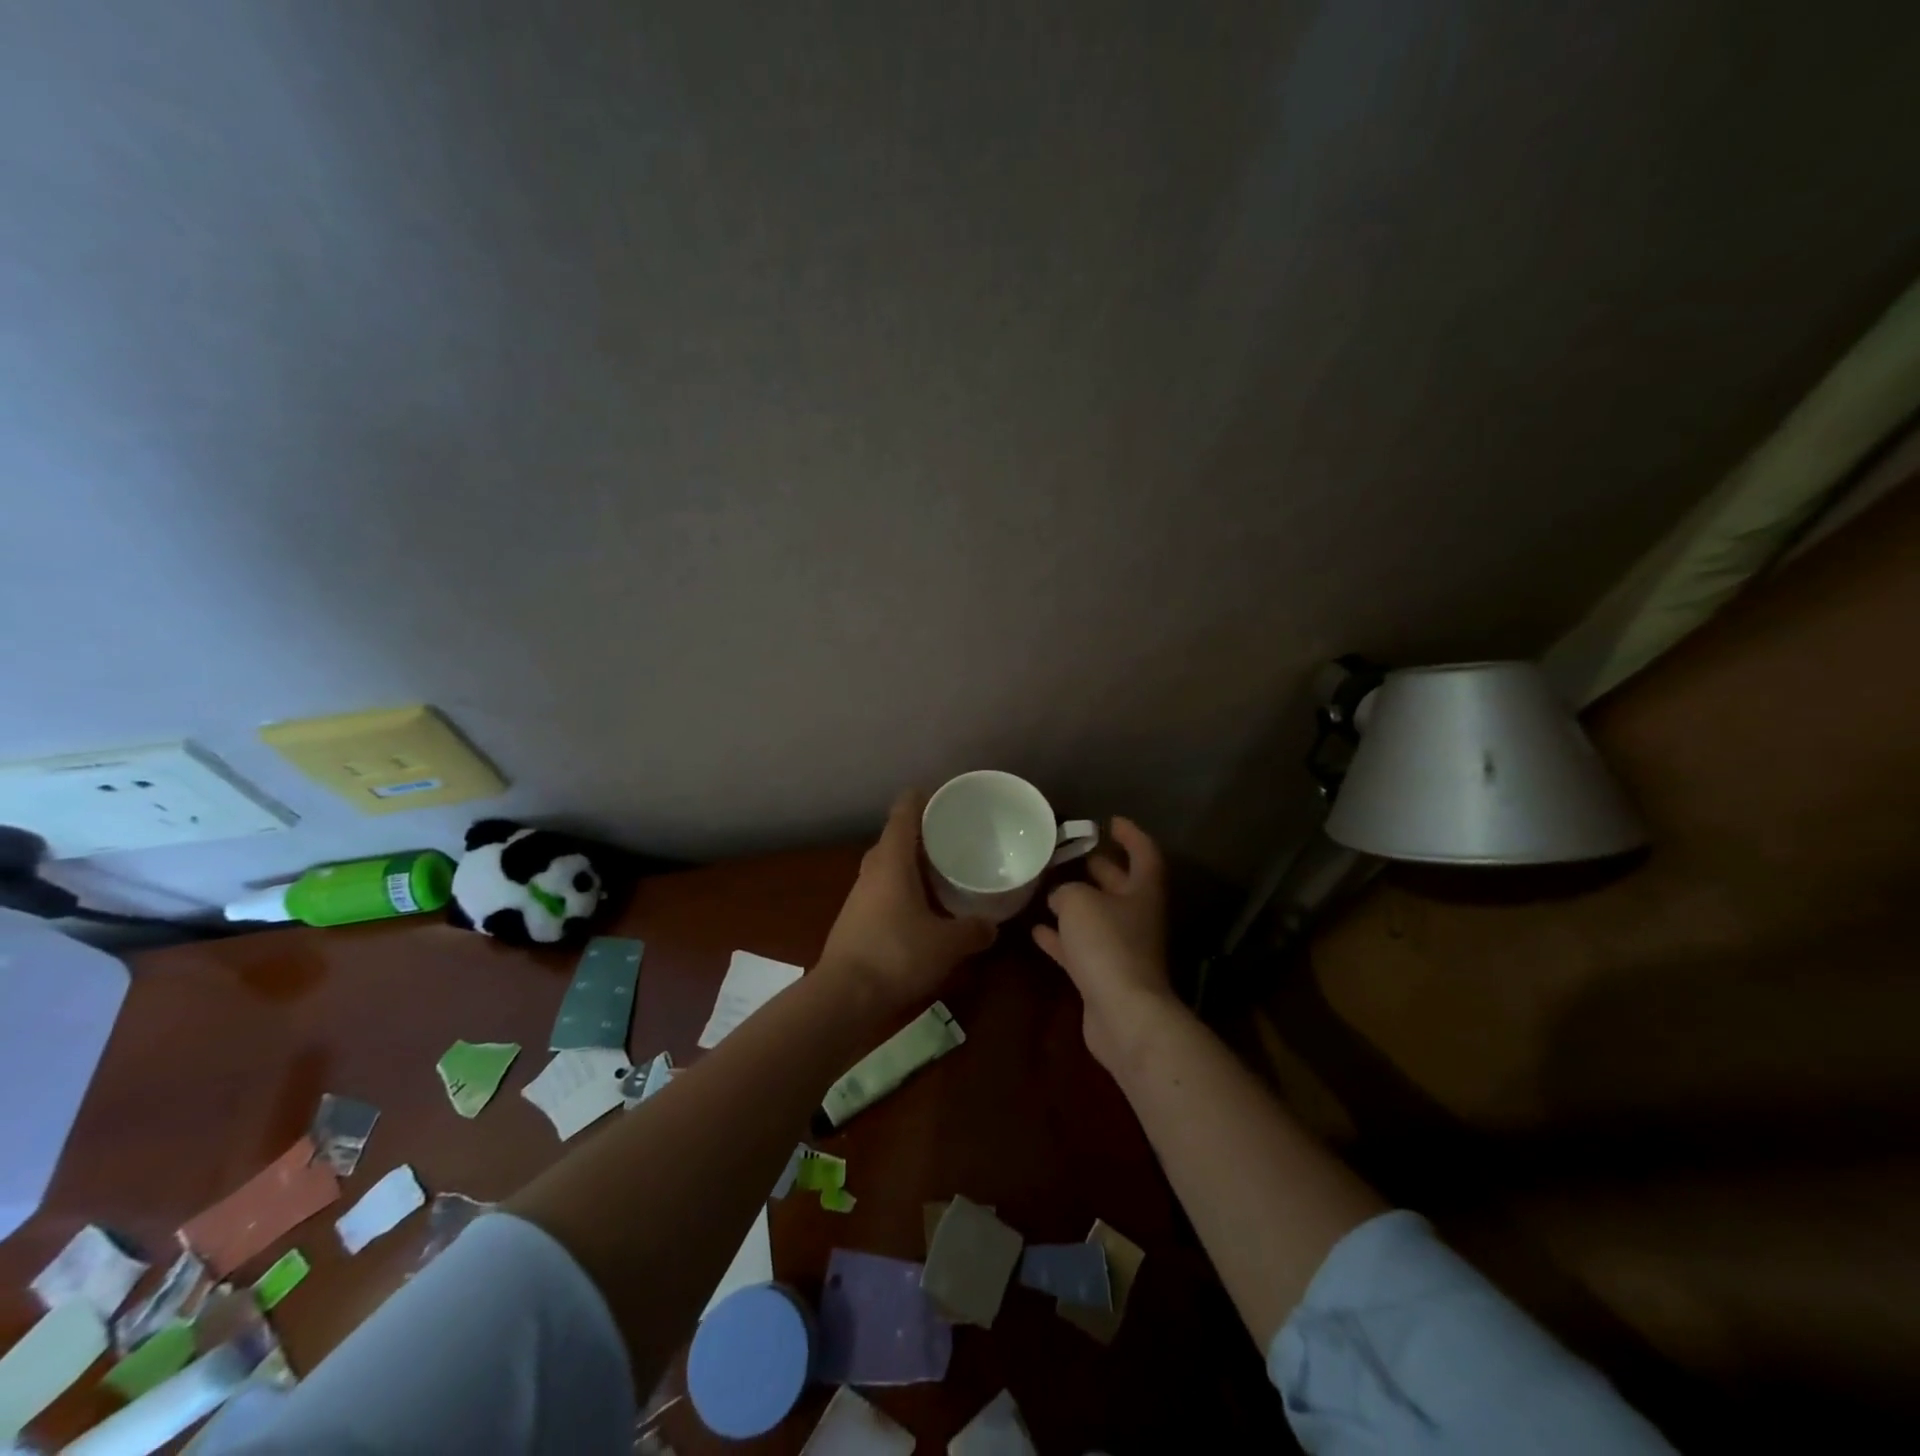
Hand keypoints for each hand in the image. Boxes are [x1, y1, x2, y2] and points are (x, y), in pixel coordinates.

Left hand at [819, 792, 995, 1011]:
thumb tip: (992, 926)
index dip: (922, 798)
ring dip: (912, 863)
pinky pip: (883, 888)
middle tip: (954, 835)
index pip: (904, 812)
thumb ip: (973, 931)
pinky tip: (923, 906)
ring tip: (944, 869)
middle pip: (896, 837)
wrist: (843, 997)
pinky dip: (904, 887)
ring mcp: (860, 894)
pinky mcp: (856, 917)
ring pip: (889, 865)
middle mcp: (872, 869)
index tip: (944, 795)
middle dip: (923, 833)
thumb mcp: (947, 944)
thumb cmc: (896, 955)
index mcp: (892, 860)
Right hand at [1033, 817, 1175, 1071]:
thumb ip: (1067, 891)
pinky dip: (1061, 939)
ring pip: (1099, 917)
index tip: (1110, 821)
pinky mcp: (1104, 976)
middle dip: (1101, 869)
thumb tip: (1061, 896)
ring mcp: (1122, 950)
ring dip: (1077, 904)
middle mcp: (1137, 918)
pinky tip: (1036, 930)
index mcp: (1143, 892)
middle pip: (1122, 886)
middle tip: (1074, 853)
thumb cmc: (1108, 944)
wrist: (1123, 1014)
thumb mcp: (1080, 902)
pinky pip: (1080, 949)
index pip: (1144, 854)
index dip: (1131, 835)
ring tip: (1048, 888)